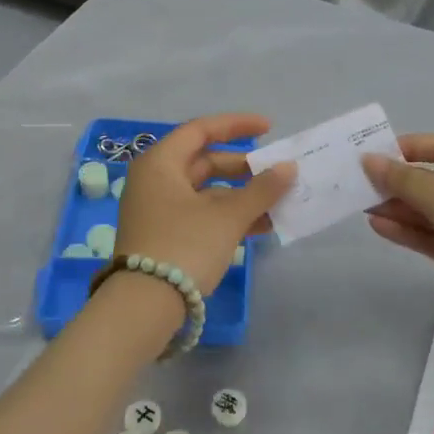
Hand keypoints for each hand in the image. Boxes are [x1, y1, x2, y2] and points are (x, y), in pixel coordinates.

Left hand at [115, 113, 295, 300]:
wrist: (144, 308)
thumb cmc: (184, 247)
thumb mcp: (228, 217)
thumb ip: (261, 189)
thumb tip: (289, 168)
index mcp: (161, 163)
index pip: (201, 130)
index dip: (236, 126)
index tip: (269, 128)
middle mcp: (155, 180)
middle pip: (204, 162)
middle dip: (244, 168)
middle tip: (276, 173)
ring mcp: (157, 210)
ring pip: (206, 192)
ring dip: (241, 196)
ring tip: (278, 203)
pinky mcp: (163, 236)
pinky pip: (201, 214)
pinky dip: (228, 216)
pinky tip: (261, 226)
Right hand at [363, 134, 433, 334]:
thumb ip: (407, 182)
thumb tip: (370, 160)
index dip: (409, 148)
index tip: (376, 155)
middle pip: (432, 182)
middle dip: (398, 183)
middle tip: (360, 185)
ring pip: (429, 213)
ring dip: (398, 209)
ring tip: (362, 206)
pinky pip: (431, 238)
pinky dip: (407, 232)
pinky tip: (379, 226)